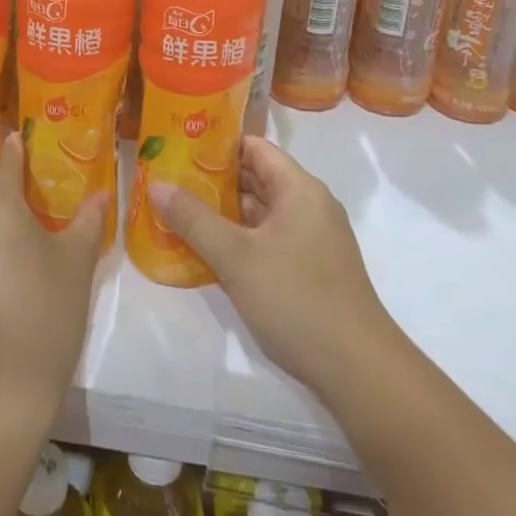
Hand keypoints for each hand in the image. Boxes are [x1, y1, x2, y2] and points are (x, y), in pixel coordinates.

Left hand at [0, 132, 106, 442]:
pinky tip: (0, 251)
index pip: (5, 156)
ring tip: (18, 211)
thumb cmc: (43, 320)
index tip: (37, 140)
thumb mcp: (75, 265)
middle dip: (0, 168)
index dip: (21, 145)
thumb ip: (87, 220)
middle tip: (32, 175)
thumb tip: (99, 194)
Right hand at [152, 136, 397, 397]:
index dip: (215, 145)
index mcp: (299, 190)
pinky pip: (266, 240)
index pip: (254, 147)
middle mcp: (308, 206)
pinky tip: (204, 251)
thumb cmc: (296, 299)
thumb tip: (157, 184)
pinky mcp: (308, 269)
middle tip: (167, 181)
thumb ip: (194, 219)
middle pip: (255, 178)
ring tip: (175, 212)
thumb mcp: (236, 257)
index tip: (177, 149)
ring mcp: (311, 240)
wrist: (358, 370)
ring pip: (259, 213)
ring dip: (221, 213)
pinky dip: (237, 239)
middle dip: (211, 180)